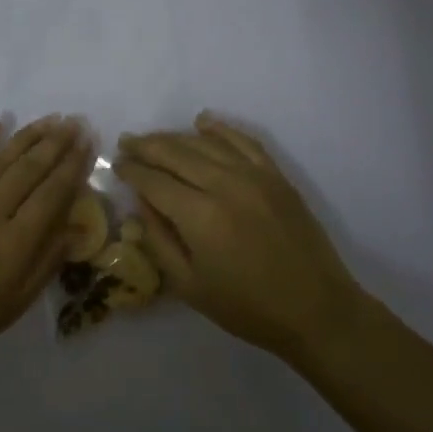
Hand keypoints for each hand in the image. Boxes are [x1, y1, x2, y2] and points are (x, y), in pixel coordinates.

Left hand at [0, 115, 92, 381]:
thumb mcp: (16, 303)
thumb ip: (47, 261)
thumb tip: (76, 227)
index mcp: (16, 243)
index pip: (52, 193)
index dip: (73, 165)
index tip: (89, 141)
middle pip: (30, 169)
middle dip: (56, 142)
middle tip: (75, 121)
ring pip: (1, 160)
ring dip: (27, 136)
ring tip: (50, 119)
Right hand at [117, 112, 375, 361]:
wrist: (316, 309)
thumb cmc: (248, 307)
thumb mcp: (190, 286)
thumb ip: (159, 240)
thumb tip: (141, 204)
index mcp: (200, 216)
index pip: (154, 181)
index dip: (131, 170)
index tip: (116, 164)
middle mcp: (224, 185)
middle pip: (175, 153)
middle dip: (146, 146)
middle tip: (126, 142)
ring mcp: (254, 176)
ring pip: (205, 143)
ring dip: (175, 137)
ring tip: (154, 138)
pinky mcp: (276, 175)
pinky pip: (243, 141)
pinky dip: (220, 128)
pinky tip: (202, 122)